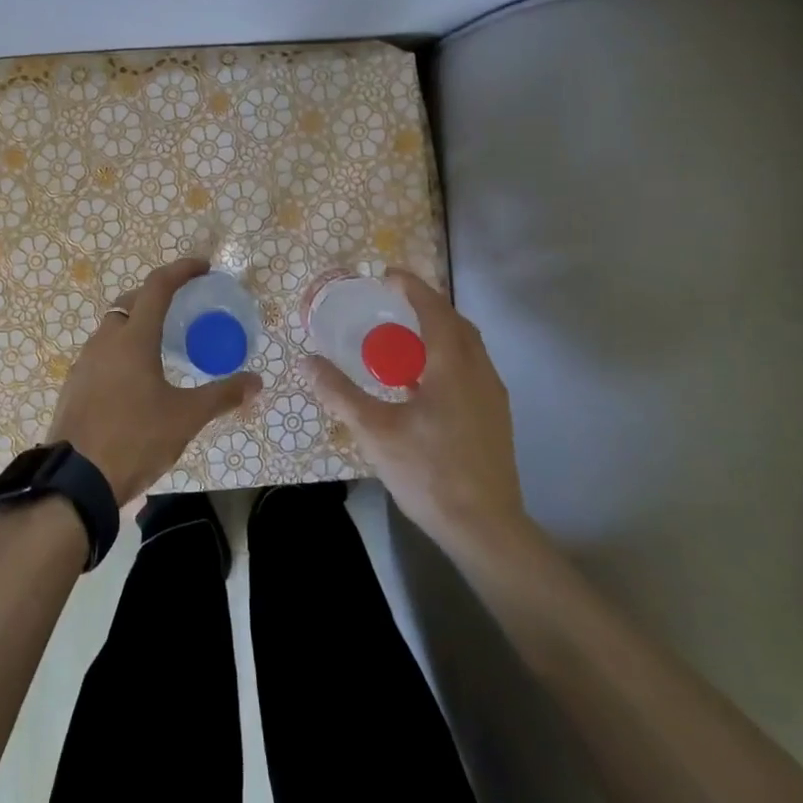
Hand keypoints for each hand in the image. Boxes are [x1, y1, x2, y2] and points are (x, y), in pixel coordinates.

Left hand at [47, 258, 262, 506]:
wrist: (76, 480)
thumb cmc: (134, 439)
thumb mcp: (185, 418)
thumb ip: (221, 395)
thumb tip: (256, 382)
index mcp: (133, 338)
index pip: (157, 286)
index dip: (181, 270)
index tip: (203, 268)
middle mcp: (105, 341)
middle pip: (131, 303)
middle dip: (157, 297)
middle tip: (183, 308)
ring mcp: (84, 363)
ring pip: (112, 328)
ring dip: (137, 324)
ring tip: (161, 345)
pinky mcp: (74, 385)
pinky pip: (101, 353)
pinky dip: (121, 351)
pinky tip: (135, 379)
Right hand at [303, 268, 529, 552]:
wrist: (484, 527)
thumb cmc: (428, 472)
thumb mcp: (374, 430)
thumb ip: (339, 392)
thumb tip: (306, 362)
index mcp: (452, 365)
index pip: (434, 310)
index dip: (412, 288)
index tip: (388, 275)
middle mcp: (479, 371)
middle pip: (456, 323)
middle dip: (427, 306)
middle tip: (394, 303)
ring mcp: (493, 395)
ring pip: (468, 347)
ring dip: (439, 332)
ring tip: (405, 339)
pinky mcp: (495, 417)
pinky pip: (472, 368)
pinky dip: (448, 356)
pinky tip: (424, 382)